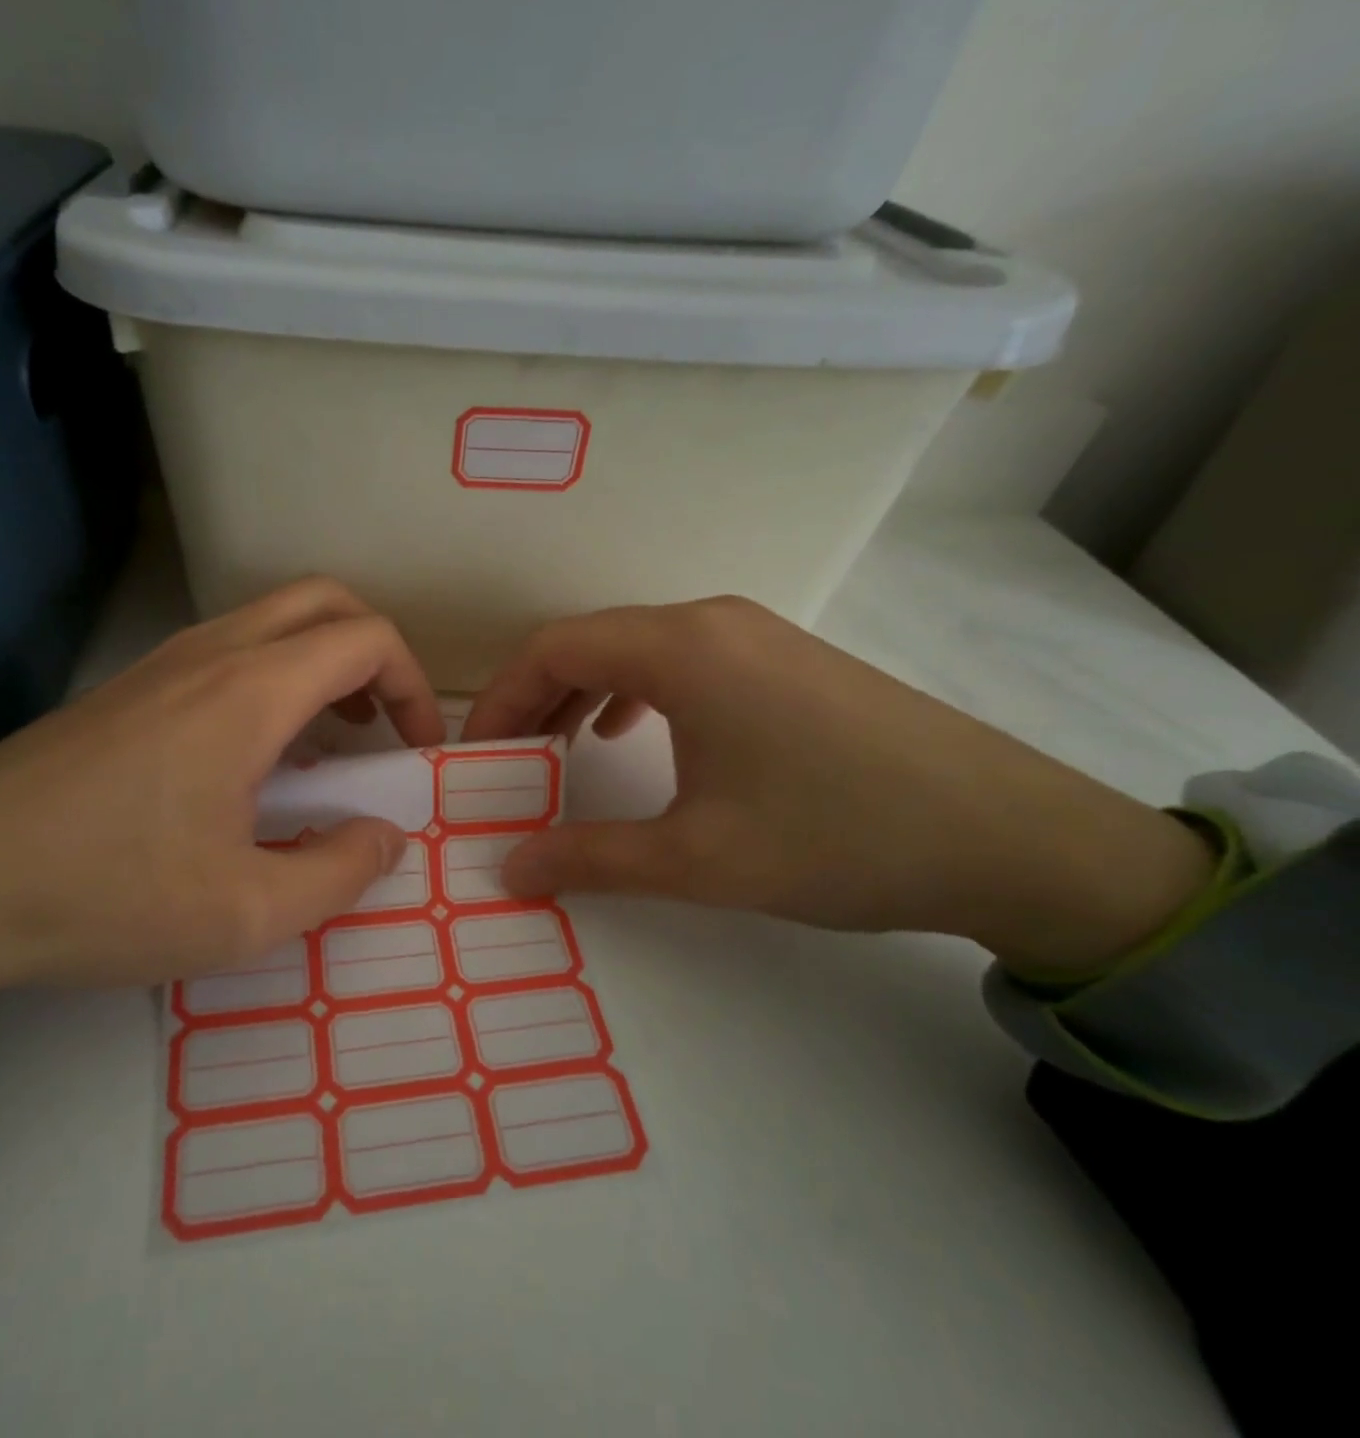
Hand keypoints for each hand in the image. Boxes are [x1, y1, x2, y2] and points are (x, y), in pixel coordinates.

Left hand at [0, 578, 443, 1033]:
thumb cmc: (105, 896)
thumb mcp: (245, 912)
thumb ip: (339, 873)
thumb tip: (386, 837)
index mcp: (250, 693)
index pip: (366, 639)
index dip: (413, 685)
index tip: (416, 749)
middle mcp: (210, 653)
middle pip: (323, 601)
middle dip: (373, 652)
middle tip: (379, 725)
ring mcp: (161, 662)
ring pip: (271, 620)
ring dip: (320, 663)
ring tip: (328, 743)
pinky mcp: (128, 687)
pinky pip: (228, 651)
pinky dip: (273, 678)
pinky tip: (255, 758)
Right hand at [462, 597, 1215, 978]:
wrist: (1012, 838)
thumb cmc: (837, 838)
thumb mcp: (696, 858)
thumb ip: (589, 857)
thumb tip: (508, 869)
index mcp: (681, 649)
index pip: (552, 648)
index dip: (501, 699)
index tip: (478, 756)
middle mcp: (711, 621)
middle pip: (589, 641)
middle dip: (535, 699)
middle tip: (508, 761)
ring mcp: (753, 634)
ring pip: (635, 649)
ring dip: (583, 694)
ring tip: (557, 750)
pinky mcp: (784, 659)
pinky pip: (681, 661)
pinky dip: (634, 692)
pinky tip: (633, 735)